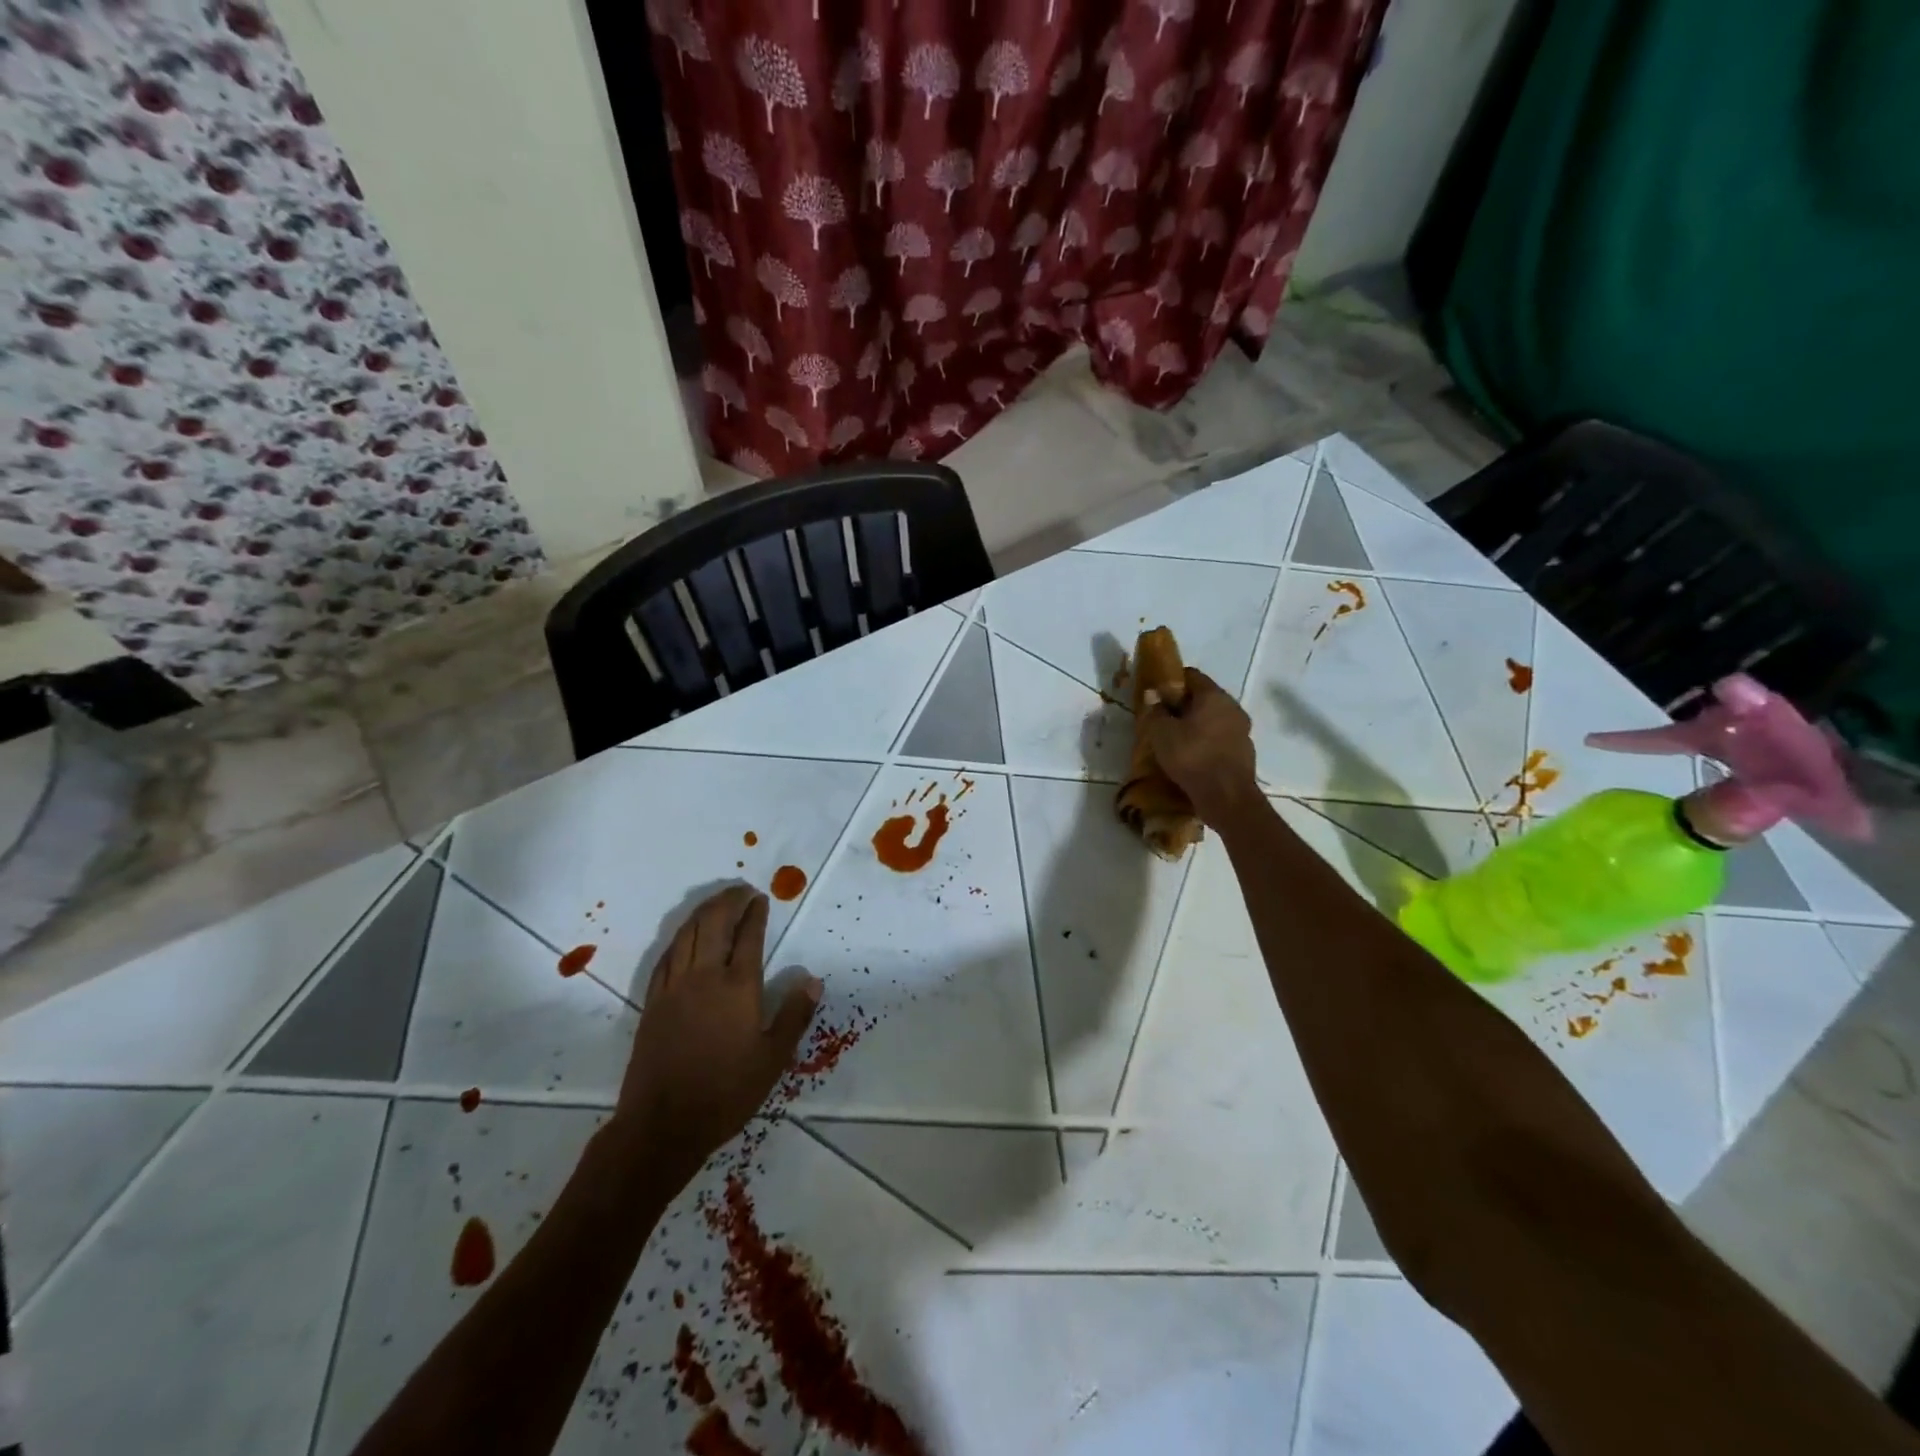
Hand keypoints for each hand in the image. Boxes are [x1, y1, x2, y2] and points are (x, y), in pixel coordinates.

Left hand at [614, 886, 820, 1182]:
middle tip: (741, 890)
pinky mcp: (653, 1002)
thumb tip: (812, 979)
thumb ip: (793, 1015)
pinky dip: (679, 937)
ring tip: (717, 901)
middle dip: (728, 901)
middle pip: (714, 925)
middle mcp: (704, 977)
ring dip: (703, 912)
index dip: (755, 913)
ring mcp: (674, 988)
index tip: (761, 898)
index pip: (748, 937)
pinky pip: (666, 956)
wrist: (662, 1125)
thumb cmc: (726, 1092)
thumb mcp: (772, 1059)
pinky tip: (685, 936)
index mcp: (737, 988)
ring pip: (687, 934)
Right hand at [1143, 667, 1259, 826]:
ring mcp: (1242, 730)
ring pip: (1214, 719)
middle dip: (1183, 705)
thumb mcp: (1162, 734)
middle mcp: (1232, 707)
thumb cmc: (1192, 757)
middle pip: (1204, 698)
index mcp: (1214, 696)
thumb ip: (1156, 711)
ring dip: (1196, 725)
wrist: (1227, 798)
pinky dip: (1207, 742)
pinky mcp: (1244, 752)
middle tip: (1162, 719)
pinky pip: (1221, 739)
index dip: (1172, 681)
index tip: (1156, 694)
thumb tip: (1152, 694)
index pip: (1192, 676)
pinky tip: (1192, 757)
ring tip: (1176, 740)